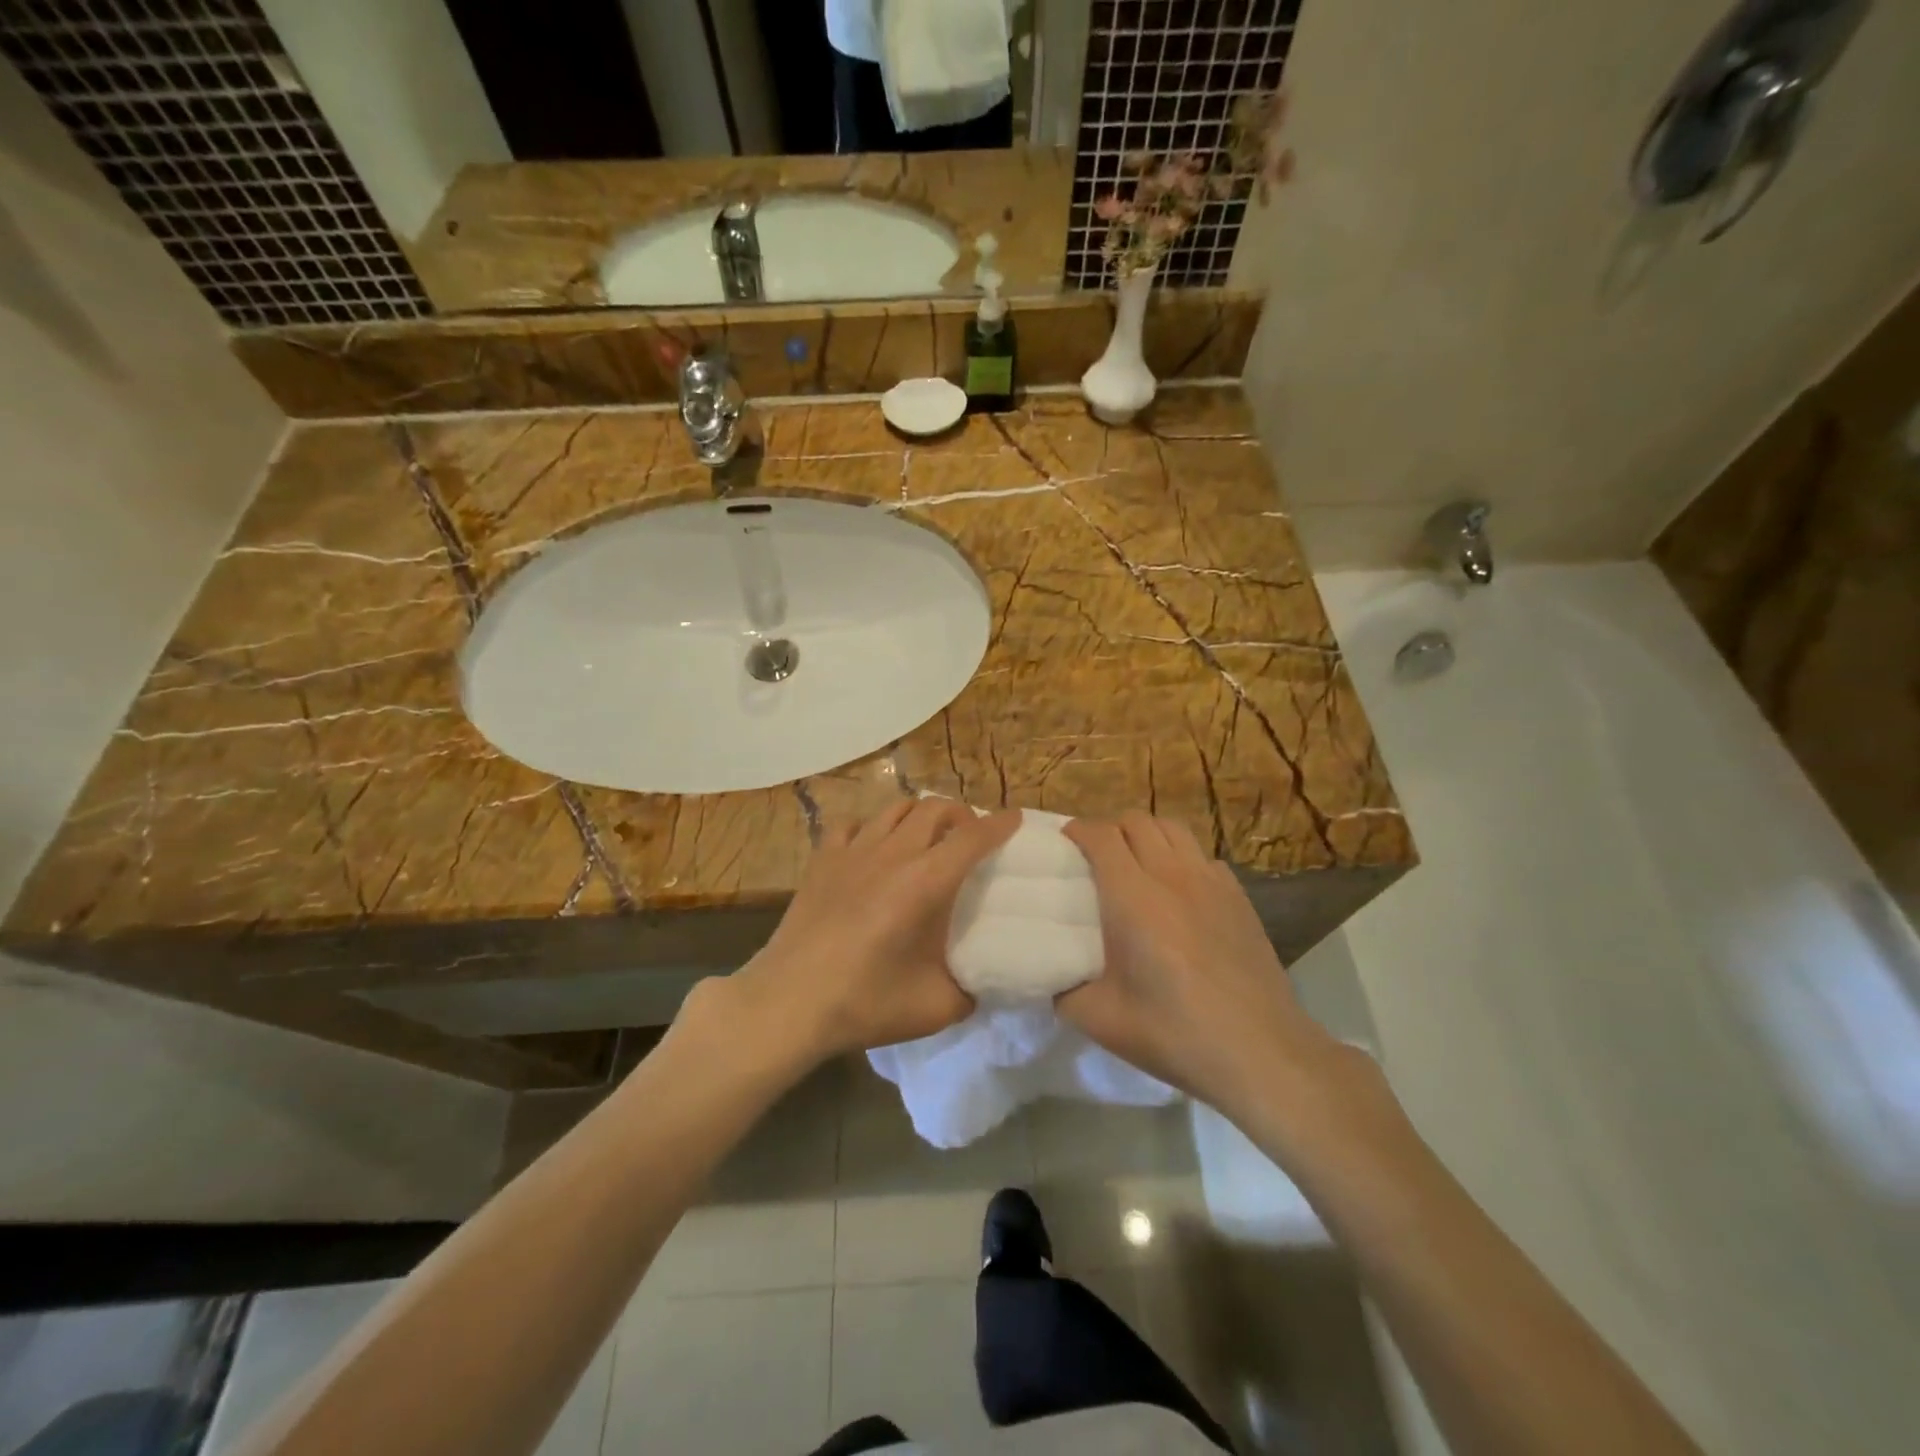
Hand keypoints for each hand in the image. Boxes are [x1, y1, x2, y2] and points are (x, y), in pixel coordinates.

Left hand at [724, 800, 1021, 1065]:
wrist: (790, 1003)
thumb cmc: (865, 1003)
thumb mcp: (937, 1007)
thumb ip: (971, 989)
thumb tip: (985, 981)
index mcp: (926, 882)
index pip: (972, 837)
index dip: (999, 825)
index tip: (1015, 819)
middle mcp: (893, 854)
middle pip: (934, 808)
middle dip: (960, 814)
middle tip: (969, 834)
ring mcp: (852, 852)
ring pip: (894, 808)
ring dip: (919, 814)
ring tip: (926, 835)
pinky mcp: (822, 861)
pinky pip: (851, 825)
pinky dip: (870, 827)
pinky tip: (871, 847)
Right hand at [1060, 812, 1332, 1107]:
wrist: (1259, 1052)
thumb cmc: (1173, 1033)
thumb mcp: (1098, 1019)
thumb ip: (1062, 988)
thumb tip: (1049, 972)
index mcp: (1132, 896)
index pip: (1101, 835)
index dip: (1078, 831)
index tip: (1064, 843)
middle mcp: (1171, 875)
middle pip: (1137, 820)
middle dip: (1111, 829)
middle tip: (1097, 857)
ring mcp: (1211, 883)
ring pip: (1174, 829)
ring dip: (1148, 835)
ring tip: (1137, 864)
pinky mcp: (1239, 898)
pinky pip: (1204, 857)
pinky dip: (1183, 859)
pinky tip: (1179, 892)